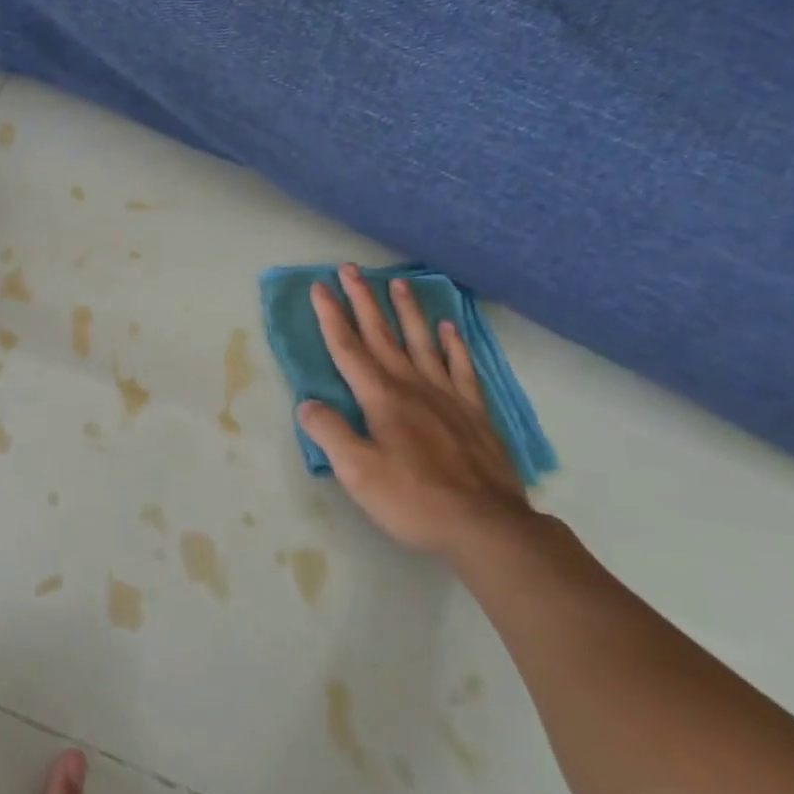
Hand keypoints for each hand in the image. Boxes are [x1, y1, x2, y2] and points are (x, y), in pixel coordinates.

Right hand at [297, 263, 532, 559]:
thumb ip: (330, 433)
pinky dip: (454, 344)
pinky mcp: (474, 412)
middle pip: (381, 334)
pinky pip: (461, 368)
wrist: (486, 526)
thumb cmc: (414, 500)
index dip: (330, 316)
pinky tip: (449, 328)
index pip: (348, 349)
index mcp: (381, 398)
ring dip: (406, 311)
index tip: (319, 286)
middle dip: (362, 300)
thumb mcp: (357, 472)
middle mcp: (412, 386)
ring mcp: (447, 396)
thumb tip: (307, 403)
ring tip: (398, 281)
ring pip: (421, 342)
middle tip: (350, 268)